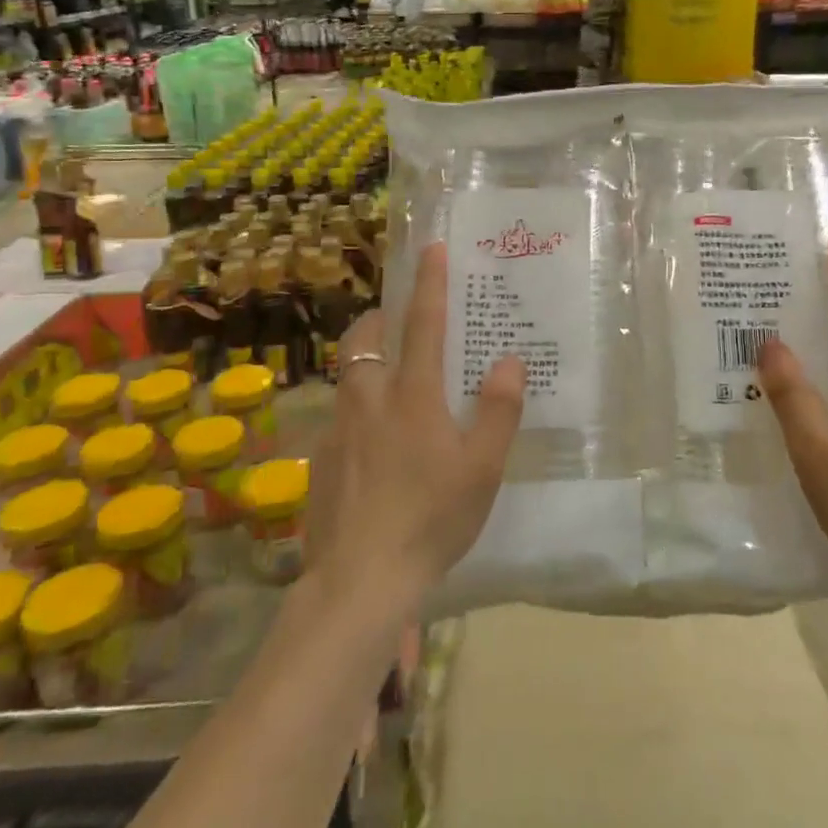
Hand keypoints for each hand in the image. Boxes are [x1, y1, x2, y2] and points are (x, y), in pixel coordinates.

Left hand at [308, 243, 525, 603]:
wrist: (359, 580)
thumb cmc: (431, 518)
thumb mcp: (482, 468)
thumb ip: (498, 410)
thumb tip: (508, 360)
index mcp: (413, 396)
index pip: (423, 323)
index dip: (429, 282)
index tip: (431, 247)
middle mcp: (369, 401)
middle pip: (366, 339)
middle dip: (381, 318)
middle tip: (401, 323)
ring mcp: (338, 429)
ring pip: (348, 375)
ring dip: (367, 361)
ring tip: (391, 382)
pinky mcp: (319, 460)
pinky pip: (339, 416)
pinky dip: (357, 410)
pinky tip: (373, 448)